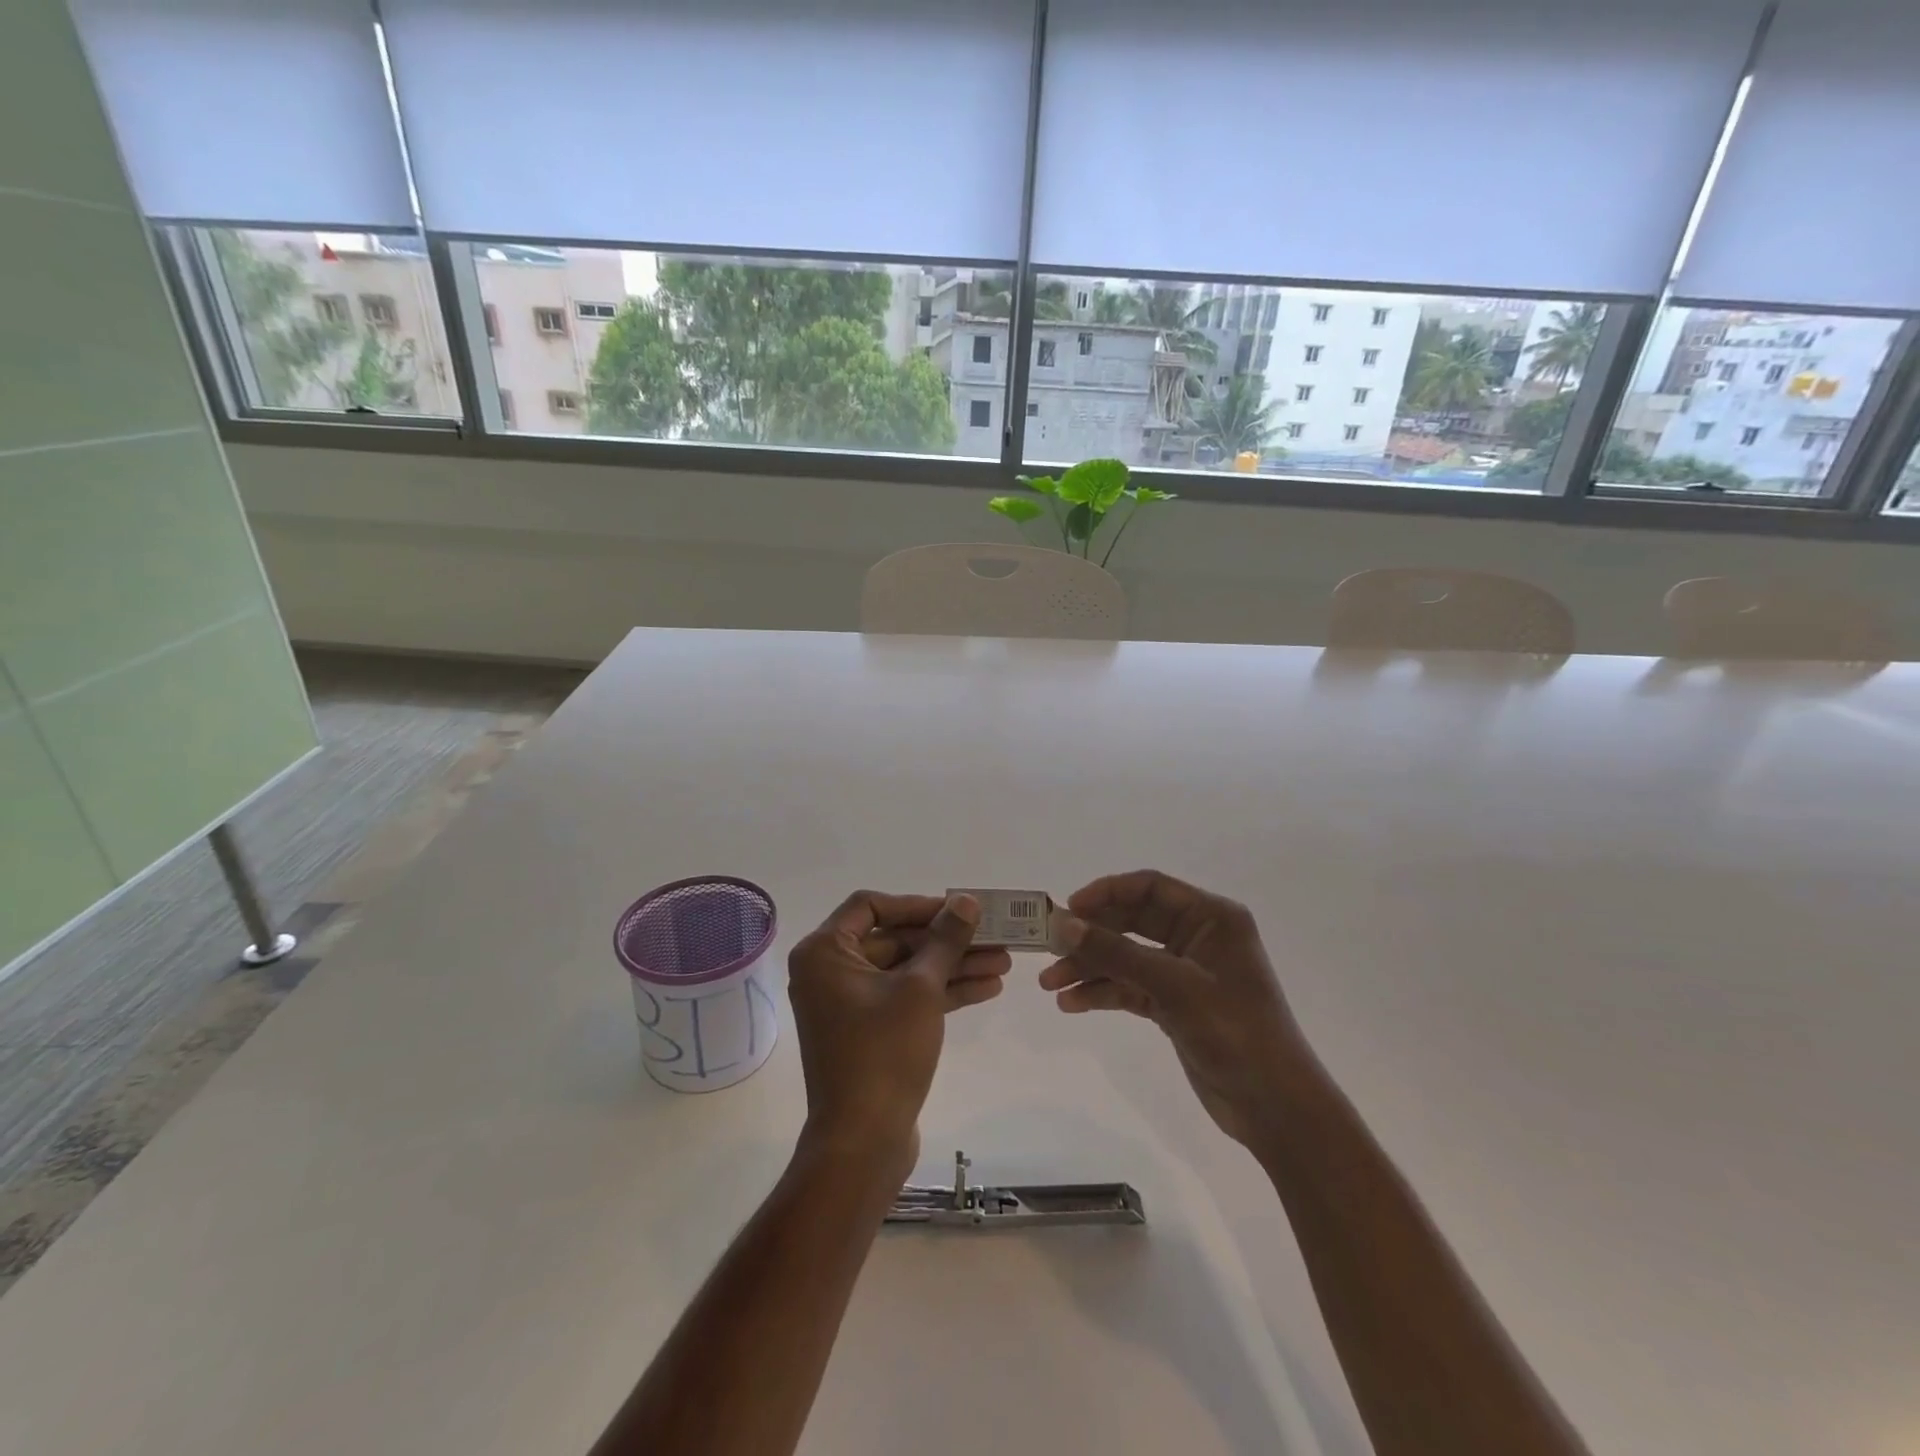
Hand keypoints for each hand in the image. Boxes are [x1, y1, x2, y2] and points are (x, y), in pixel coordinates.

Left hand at [788, 892, 1010, 1176]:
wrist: (863, 1142)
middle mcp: (830, 972)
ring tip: (1004, 962)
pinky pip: (905, 998)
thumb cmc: (883, 1053)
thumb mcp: (921, 988)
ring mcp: (850, 1004)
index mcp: (825, 953)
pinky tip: (987, 989)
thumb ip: (945, 939)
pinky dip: (941, 993)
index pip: (871, 906)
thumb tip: (965, 900)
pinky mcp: (869, 1031)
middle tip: (993, 936)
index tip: (957, 909)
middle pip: (894, 939)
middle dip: (946, 940)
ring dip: (952, 966)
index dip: (917, 904)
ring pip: (906, 970)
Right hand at [1040, 871, 1312, 1147]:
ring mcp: (1185, 972)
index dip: (1106, 892)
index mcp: (1211, 917)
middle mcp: (1197, 937)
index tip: (1068, 910)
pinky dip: (1103, 993)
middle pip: (1132, 921)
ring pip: (1126, 957)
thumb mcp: (1174, 987)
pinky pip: (1130, 987)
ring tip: (1050, 985)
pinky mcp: (1175, 1004)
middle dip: (1091, 935)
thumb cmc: (1235, 1032)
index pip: (1150, 887)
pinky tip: (1072, 1003)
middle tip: (1049, 948)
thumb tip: (1064, 924)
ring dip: (1090, 967)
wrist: (1276, 1108)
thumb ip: (1117, 953)